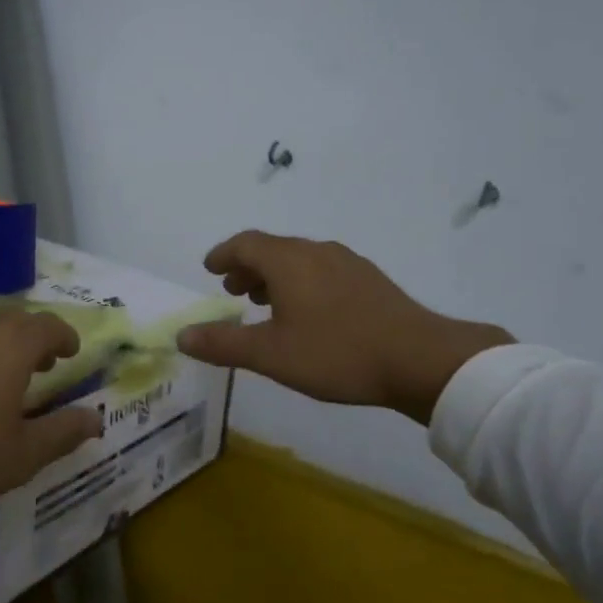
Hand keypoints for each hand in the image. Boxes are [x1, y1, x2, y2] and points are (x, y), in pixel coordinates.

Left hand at [0, 308, 102, 534]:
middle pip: (12, 320)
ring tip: (0, 378)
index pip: (47, 324)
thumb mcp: (21, 457)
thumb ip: (63, 432)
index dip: (64, 336)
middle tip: (43, 364)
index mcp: (9, 348)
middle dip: (33, 337)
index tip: (71, 353)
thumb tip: (96, 418)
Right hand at [175, 231, 512, 423]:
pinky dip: (301, 283)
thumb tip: (182, 335)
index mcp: (289, 261)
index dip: (223, 255)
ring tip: (266, 303)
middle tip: (233, 291)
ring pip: (300, 260)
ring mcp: (348, 264)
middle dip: (247, 266)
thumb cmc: (337, 353)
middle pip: (273, 249)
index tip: (209, 269)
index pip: (245, 244)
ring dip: (275, 276)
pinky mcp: (370, 281)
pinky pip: (323, 271)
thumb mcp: (271, 354)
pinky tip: (309, 313)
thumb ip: (223, 343)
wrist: (420, 359)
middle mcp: (317, 252)